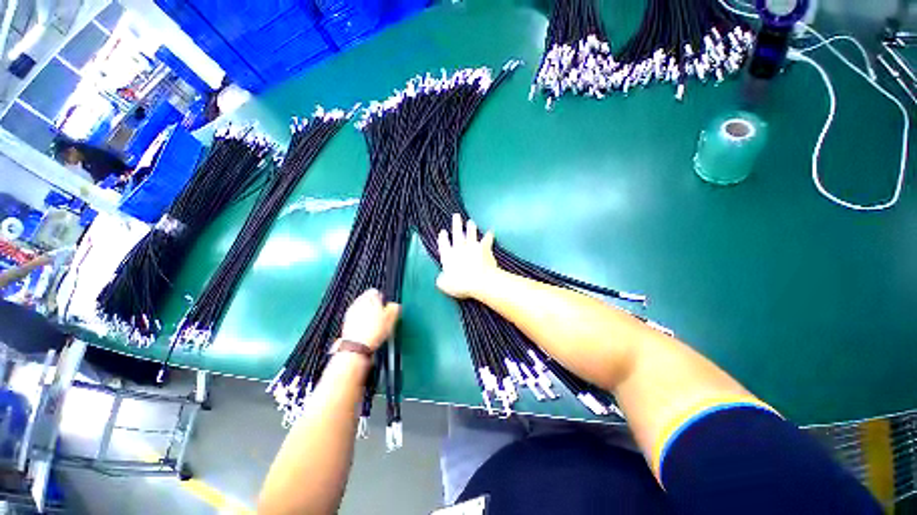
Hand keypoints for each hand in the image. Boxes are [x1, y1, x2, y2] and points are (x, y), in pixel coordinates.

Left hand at [340, 289, 400, 350]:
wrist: (357, 347)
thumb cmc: (373, 332)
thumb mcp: (391, 318)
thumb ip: (394, 308)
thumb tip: (395, 306)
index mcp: (369, 297)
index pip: (375, 292)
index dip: (382, 299)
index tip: (386, 306)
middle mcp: (358, 303)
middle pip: (367, 301)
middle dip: (374, 307)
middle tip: (382, 316)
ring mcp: (351, 313)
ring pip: (362, 310)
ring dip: (368, 315)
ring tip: (376, 325)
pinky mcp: (347, 324)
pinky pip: (357, 320)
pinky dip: (362, 323)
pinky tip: (368, 331)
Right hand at [436, 213, 499, 298]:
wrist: (479, 280)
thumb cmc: (460, 284)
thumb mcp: (445, 285)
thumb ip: (442, 280)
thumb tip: (441, 278)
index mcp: (448, 256)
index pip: (444, 244)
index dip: (443, 238)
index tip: (443, 232)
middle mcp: (459, 248)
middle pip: (457, 234)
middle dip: (456, 224)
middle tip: (456, 216)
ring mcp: (473, 247)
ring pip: (471, 234)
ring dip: (471, 228)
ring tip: (471, 222)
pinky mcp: (484, 248)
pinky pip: (487, 240)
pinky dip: (489, 236)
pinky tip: (491, 232)